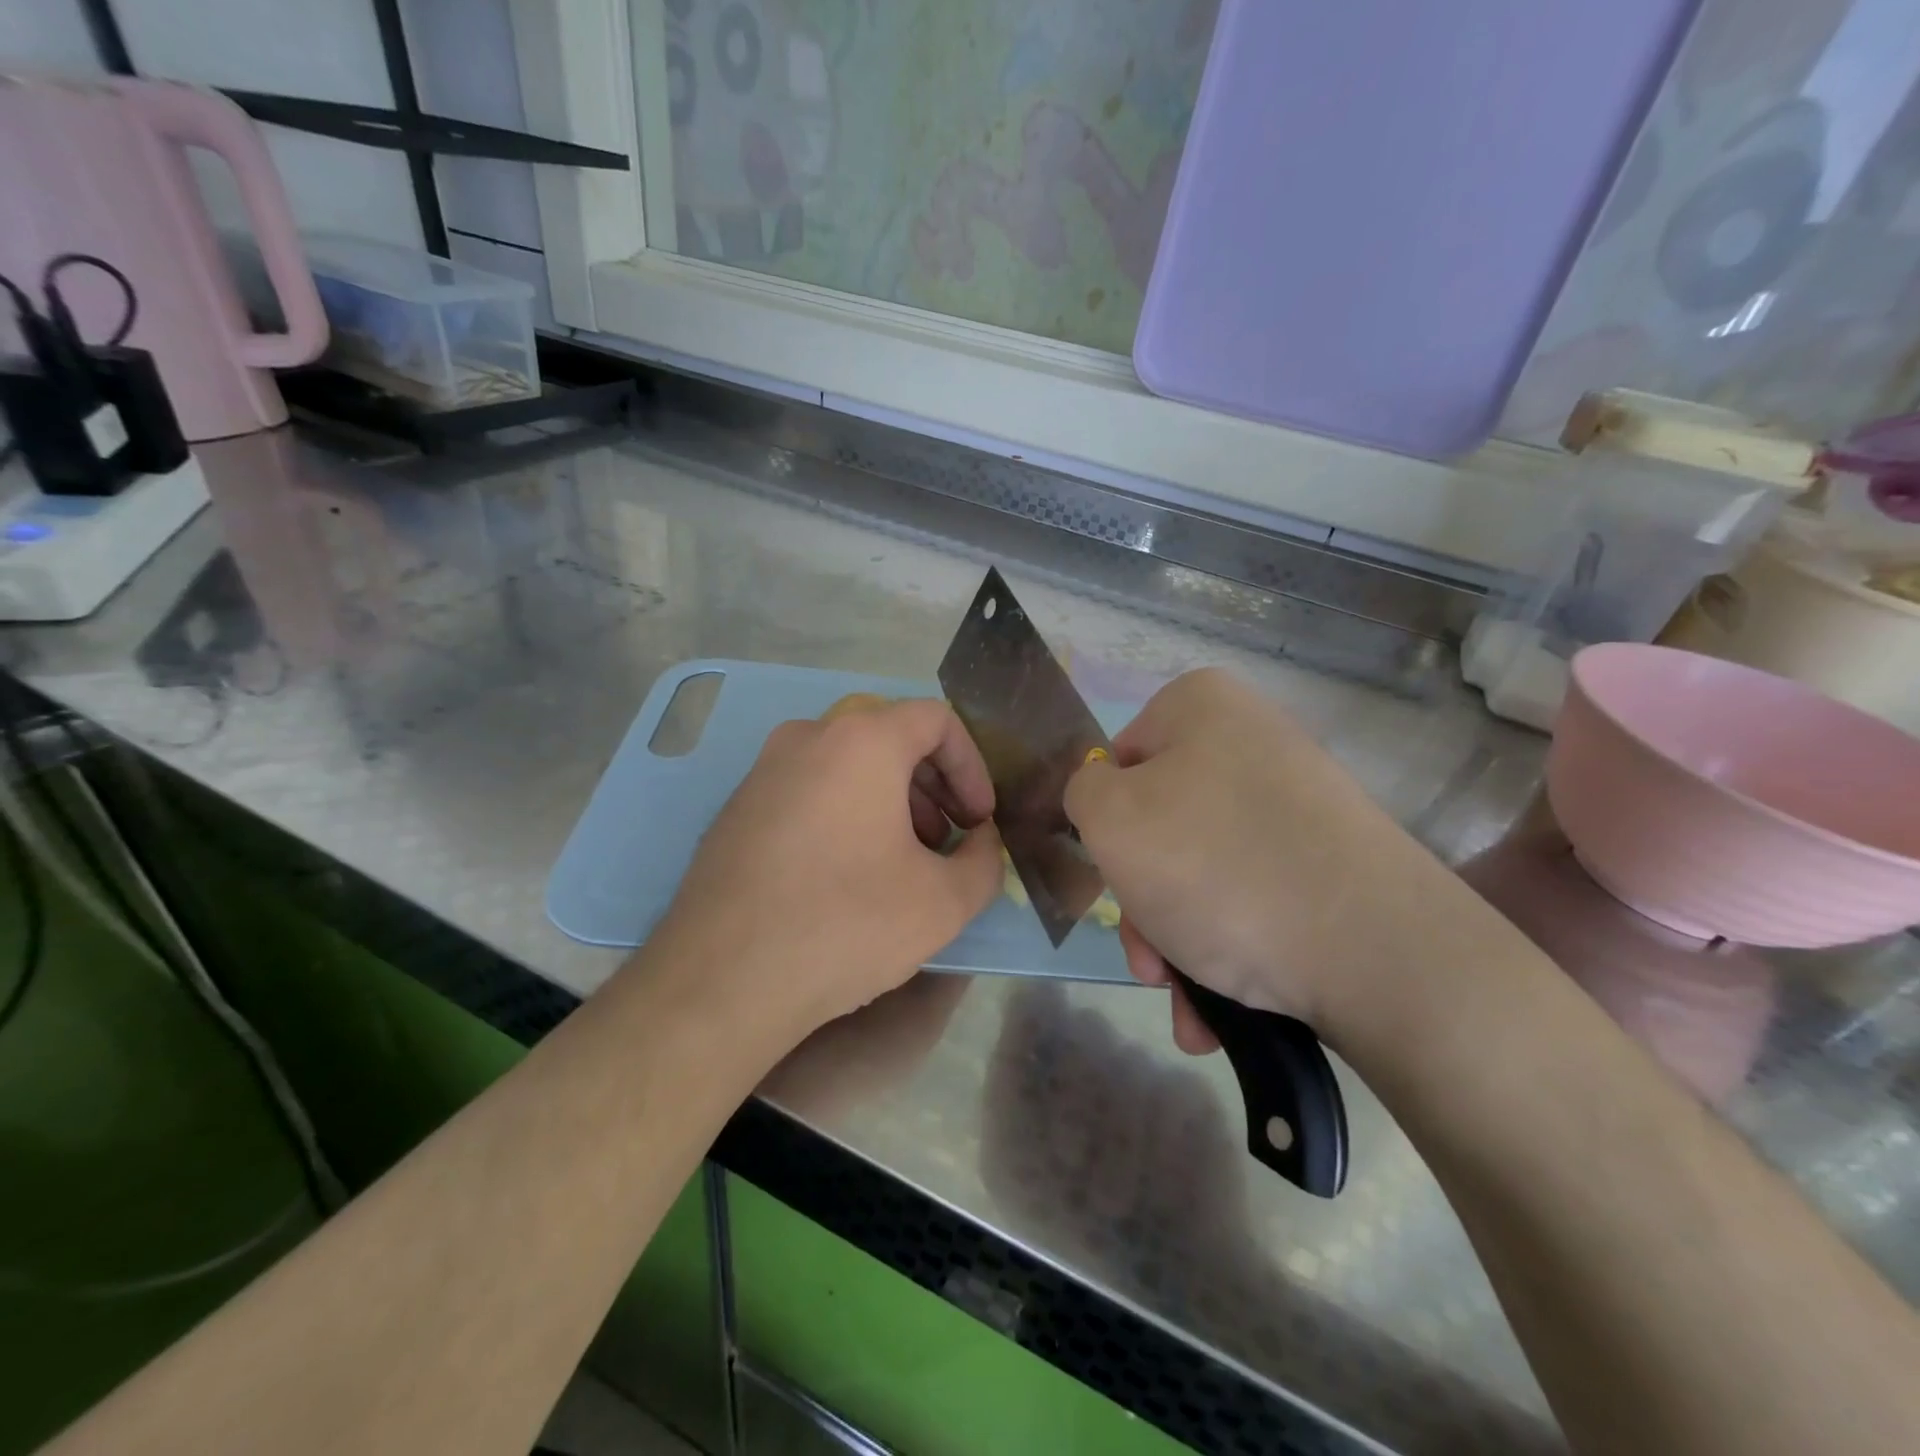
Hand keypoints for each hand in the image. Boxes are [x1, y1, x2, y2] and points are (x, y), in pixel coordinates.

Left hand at [643, 698, 1002, 1045]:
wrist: (722, 980)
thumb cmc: (845, 925)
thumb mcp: (943, 902)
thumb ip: (984, 860)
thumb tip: (980, 841)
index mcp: (861, 741)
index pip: (937, 719)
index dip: (973, 765)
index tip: (978, 819)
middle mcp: (808, 737)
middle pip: (891, 737)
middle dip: (934, 786)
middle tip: (947, 840)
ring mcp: (764, 769)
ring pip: (848, 764)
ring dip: (892, 801)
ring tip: (903, 861)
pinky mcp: (738, 807)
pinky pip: (810, 789)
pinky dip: (846, 812)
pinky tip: (849, 873)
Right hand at [1064, 668, 1458, 1052]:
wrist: (1377, 951)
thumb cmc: (1216, 867)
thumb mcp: (1110, 820)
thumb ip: (1080, 791)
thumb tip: (1102, 796)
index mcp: (1201, 707)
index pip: (1118, 760)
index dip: (1105, 825)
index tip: (1113, 878)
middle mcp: (1252, 743)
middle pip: (1161, 825)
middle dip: (1143, 902)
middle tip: (1148, 961)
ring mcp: (1297, 804)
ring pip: (1202, 872)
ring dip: (1177, 942)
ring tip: (1188, 1005)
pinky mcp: (1331, 862)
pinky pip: (1252, 897)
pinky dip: (1227, 949)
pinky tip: (1219, 1009)